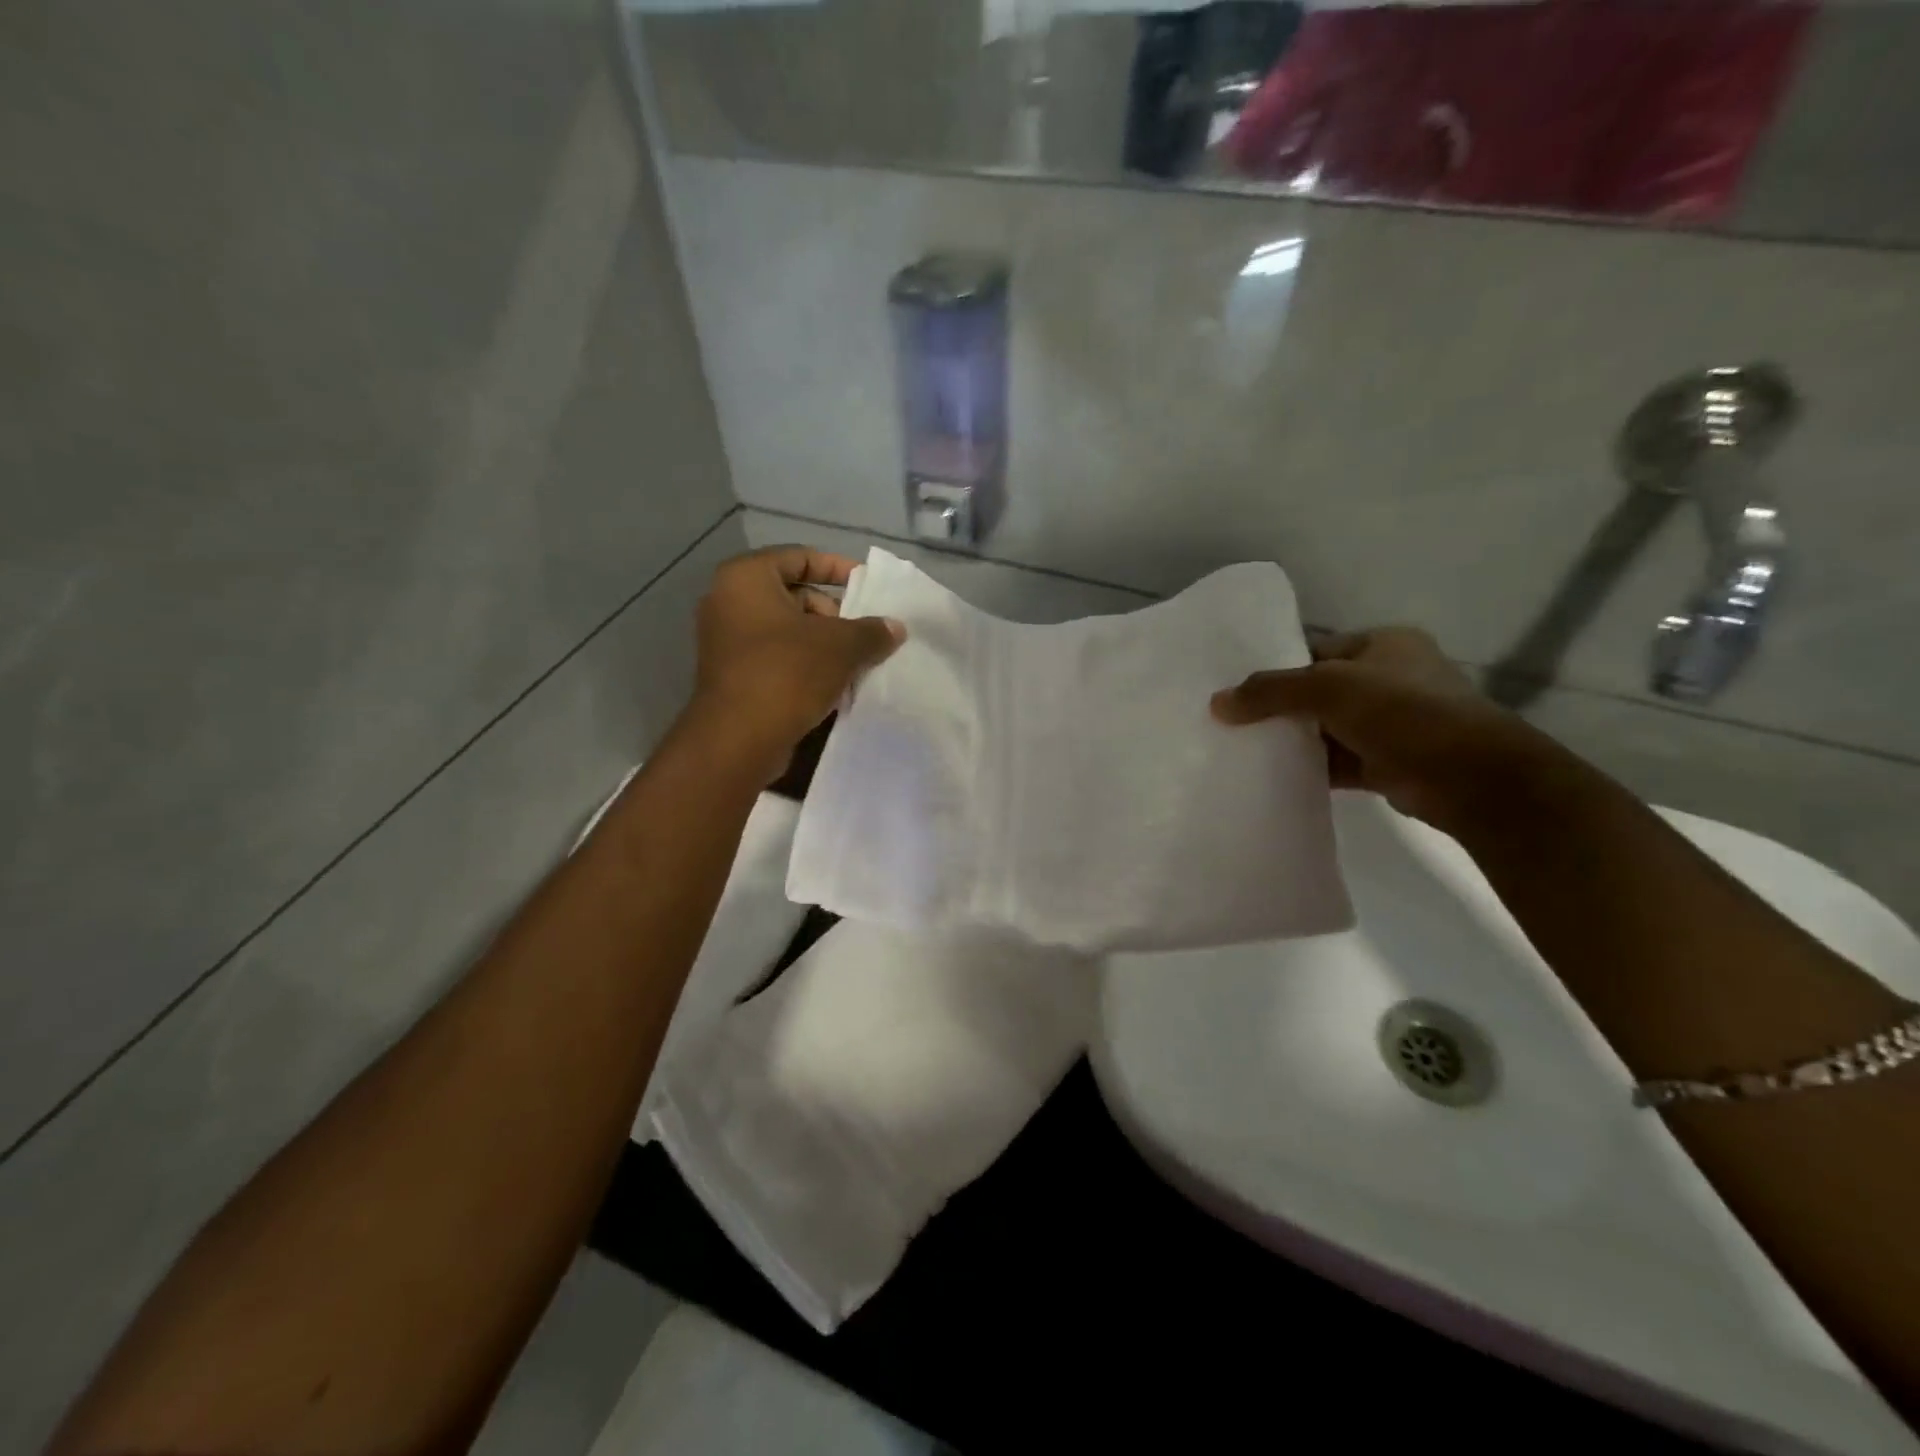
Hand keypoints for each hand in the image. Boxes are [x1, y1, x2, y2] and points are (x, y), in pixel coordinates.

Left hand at [687, 546, 903, 775]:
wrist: (738, 740)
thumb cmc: (787, 673)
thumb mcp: (841, 646)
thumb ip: (871, 631)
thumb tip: (894, 628)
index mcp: (746, 578)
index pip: (799, 557)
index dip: (838, 568)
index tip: (868, 587)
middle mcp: (728, 602)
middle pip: (794, 596)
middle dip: (834, 614)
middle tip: (863, 635)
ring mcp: (726, 641)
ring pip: (787, 631)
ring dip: (823, 644)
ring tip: (855, 664)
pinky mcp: (732, 675)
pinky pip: (776, 658)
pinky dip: (804, 665)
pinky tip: (833, 686)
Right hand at [1210, 627, 1544, 829]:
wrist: (1470, 778)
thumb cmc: (1404, 712)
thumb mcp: (1328, 688)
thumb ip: (1271, 692)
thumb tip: (1217, 703)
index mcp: (1383, 645)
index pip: (1316, 649)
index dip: (1275, 664)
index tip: (1234, 684)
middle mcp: (1388, 679)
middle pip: (1316, 689)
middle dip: (1277, 705)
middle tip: (1229, 718)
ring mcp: (1389, 724)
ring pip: (1324, 728)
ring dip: (1290, 739)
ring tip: (1238, 747)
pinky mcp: (1385, 763)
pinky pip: (1334, 761)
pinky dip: (1307, 767)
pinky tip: (1269, 775)